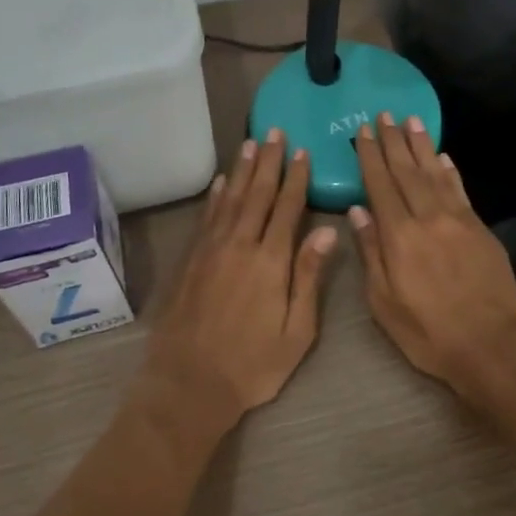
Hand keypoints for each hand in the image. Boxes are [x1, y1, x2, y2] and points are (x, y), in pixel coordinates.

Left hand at [143, 129, 337, 432]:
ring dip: (243, 169)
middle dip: (269, 161)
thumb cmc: (252, 364)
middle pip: (258, 194)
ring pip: (231, 199)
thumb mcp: (296, 331)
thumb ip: (309, 277)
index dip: (296, 178)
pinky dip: (217, 196)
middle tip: (276, 132)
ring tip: (252, 143)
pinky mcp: (191, 260)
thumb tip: (327, 231)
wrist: (189, 383)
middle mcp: (239, 245)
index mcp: (270, 261)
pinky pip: (207, 217)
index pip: (287, 208)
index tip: (303, 151)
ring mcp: (211, 250)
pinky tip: (223, 182)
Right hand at [349, 113, 515, 402]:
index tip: (364, 131)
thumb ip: (371, 253)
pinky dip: (449, 170)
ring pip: (435, 173)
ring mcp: (458, 220)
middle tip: (385, 114)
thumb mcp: (384, 303)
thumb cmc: (429, 332)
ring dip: (421, 146)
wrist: (493, 346)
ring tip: (412, 121)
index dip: (371, 156)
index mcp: (399, 235)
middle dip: (394, 141)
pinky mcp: (480, 229)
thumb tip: (358, 211)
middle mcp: (428, 218)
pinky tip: (443, 156)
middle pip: (407, 171)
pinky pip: (460, 190)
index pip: (380, 184)